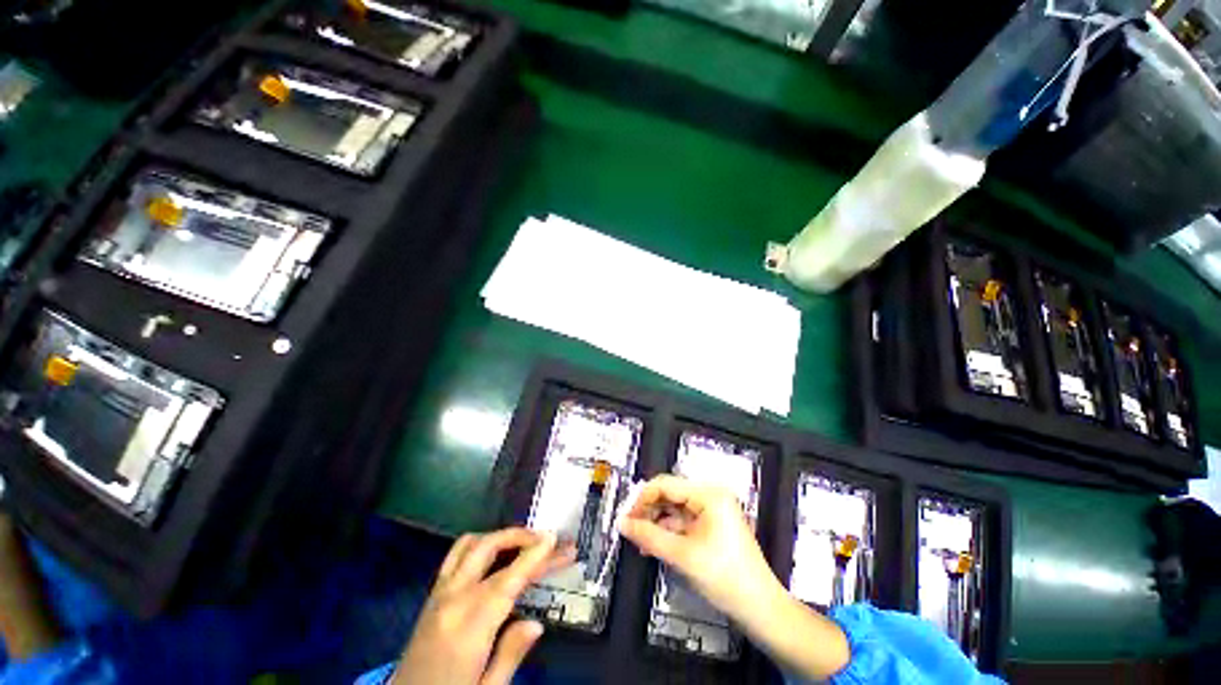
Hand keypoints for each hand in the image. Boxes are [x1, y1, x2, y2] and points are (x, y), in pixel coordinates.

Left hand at [393, 527, 573, 684]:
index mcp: (467, 627)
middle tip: (548, 540)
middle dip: (521, 537)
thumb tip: (536, 624)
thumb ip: (510, 656)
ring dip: (501, 536)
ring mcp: (438, 593)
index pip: (507, 580)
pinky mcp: (432, 595)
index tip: (553, 539)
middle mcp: (451, 599)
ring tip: (526, 541)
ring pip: (471, 544)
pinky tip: (497, 553)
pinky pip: (457, 554)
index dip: (532, 556)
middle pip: (488, 549)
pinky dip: (482, 543)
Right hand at [618, 475, 781, 624]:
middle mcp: (710, 496)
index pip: (665, 484)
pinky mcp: (711, 526)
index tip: (626, 516)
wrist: (760, 608)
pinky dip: (667, 532)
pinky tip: (654, 545)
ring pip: (674, 509)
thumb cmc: (726, 578)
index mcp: (708, 494)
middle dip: (648, 511)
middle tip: (629, 528)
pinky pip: (683, 522)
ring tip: (639, 541)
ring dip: (656, 523)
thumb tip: (623, 523)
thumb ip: (649, 536)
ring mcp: (712, 511)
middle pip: (669, 494)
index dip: (642, 498)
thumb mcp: (682, 556)